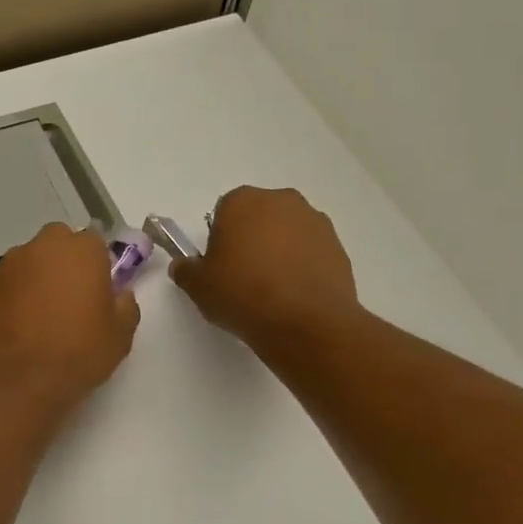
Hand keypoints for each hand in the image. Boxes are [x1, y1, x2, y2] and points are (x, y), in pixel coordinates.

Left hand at [0, 223, 139, 408]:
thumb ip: (125, 305)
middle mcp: (42, 247)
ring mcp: (8, 265)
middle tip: (69, 298)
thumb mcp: (120, 335)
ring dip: (36, 278)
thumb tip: (120, 295)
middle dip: (64, 262)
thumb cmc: (78, 352)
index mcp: (81, 250)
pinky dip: (12, 296)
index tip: (98, 290)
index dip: (97, 264)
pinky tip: (17, 326)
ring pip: (29, 261)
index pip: (94, 242)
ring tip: (40, 316)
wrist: (19, 379)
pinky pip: (6, 283)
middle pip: (57, 243)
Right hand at [170, 187, 362, 353]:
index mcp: (242, 201)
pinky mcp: (338, 246)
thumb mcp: (198, 286)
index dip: (220, 239)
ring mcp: (315, 221)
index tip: (221, 266)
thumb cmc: (242, 294)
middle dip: (252, 240)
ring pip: (287, 233)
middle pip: (259, 217)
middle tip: (244, 277)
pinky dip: (303, 266)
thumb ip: (186, 270)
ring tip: (273, 290)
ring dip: (280, 251)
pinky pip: (311, 252)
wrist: (306, 322)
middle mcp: (281, 201)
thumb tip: (184, 266)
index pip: (224, 212)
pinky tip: (295, 296)